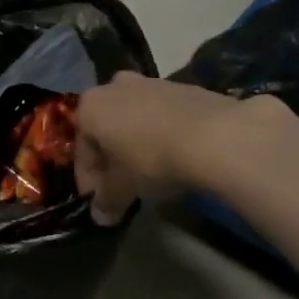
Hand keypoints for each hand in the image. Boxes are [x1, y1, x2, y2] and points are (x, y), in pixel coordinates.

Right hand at [73, 73, 259, 223]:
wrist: (216, 136)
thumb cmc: (153, 159)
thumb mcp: (124, 188)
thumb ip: (107, 201)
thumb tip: (100, 216)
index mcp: (90, 107)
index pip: (82, 151)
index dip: (89, 181)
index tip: (100, 203)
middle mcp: (114, 87)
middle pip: (106, 130)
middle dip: (111, 158)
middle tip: (123, 186)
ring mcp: (150, 83)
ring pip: (134, 120)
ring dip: (136, 144)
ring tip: (152, 173)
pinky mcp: (183, 86)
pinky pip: (161, 116)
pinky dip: (161, 134)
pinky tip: (176, 156)